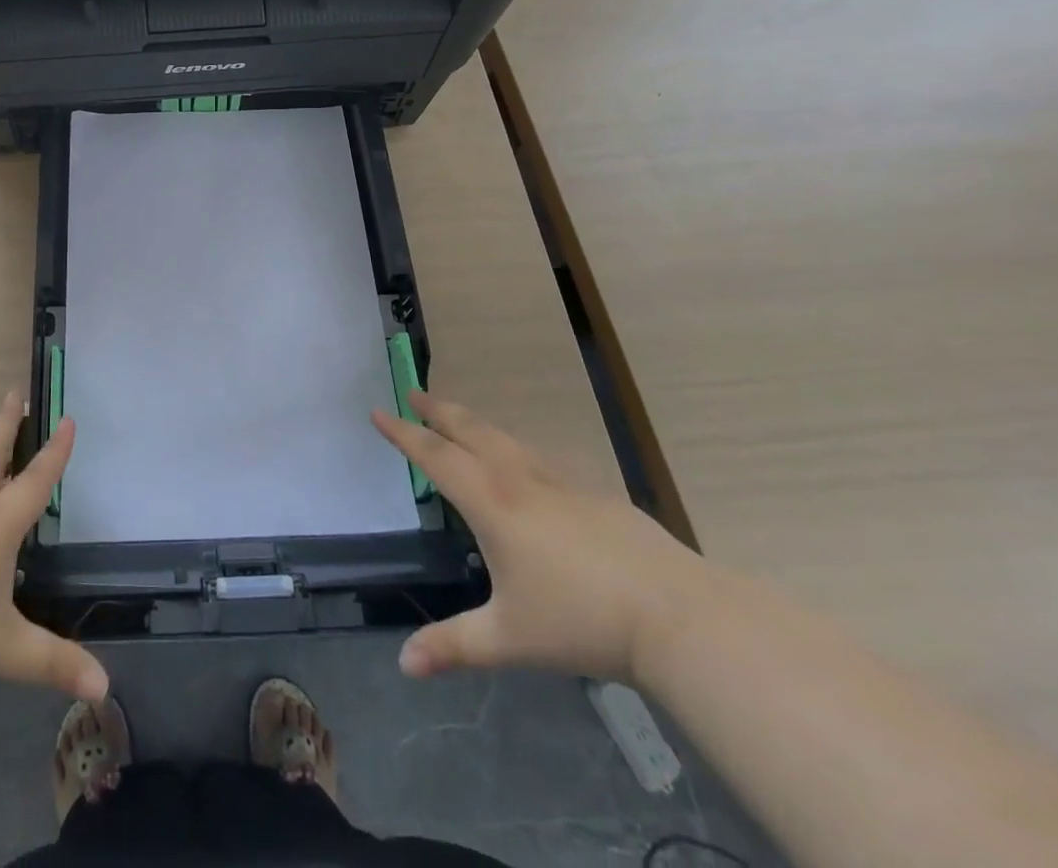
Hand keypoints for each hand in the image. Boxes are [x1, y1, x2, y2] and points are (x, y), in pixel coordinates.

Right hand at [372, 392, 717, 683]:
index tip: (378, 412)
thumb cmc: (582, 621)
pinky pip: (540, 455)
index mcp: (491, 503)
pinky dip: (515, 445)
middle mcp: (520, 478)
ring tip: (461, 419)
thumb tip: (404, 665)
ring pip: (507, 437)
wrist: (679, 616)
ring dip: (476, 423)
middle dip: (438, 411)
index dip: (403, 434)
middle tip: (415, 392)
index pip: (435, 456)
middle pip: (470, 431)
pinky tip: (526, 461)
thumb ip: (455, 646)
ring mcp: (561, 481)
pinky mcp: (595, 492)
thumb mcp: (509, 638)